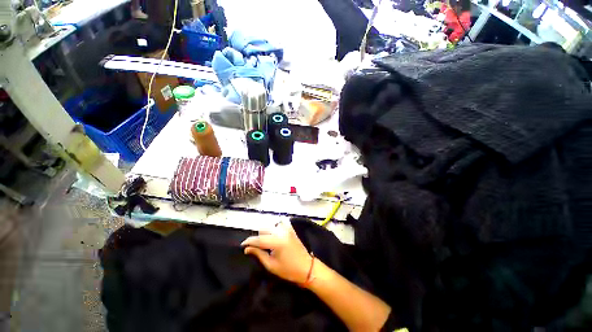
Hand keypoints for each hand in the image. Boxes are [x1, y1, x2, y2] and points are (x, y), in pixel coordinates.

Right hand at [241, 220, 312, 283]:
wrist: (307, 268)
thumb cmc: (288, 270)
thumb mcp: (271, 265)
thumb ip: (258, 254)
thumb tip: (247, 248)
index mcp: (276, 241)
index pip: (258, 239)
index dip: (248, 241)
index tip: (242, 245)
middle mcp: (281, 232)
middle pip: (263, 229)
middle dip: (257, 237)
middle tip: (255, 247)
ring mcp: (287, 229)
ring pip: (271, 225)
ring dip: (265, 232)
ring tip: (265, 242)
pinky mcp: (291, 229)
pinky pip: (280, 223)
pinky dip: (275, 227)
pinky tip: (274, 234)